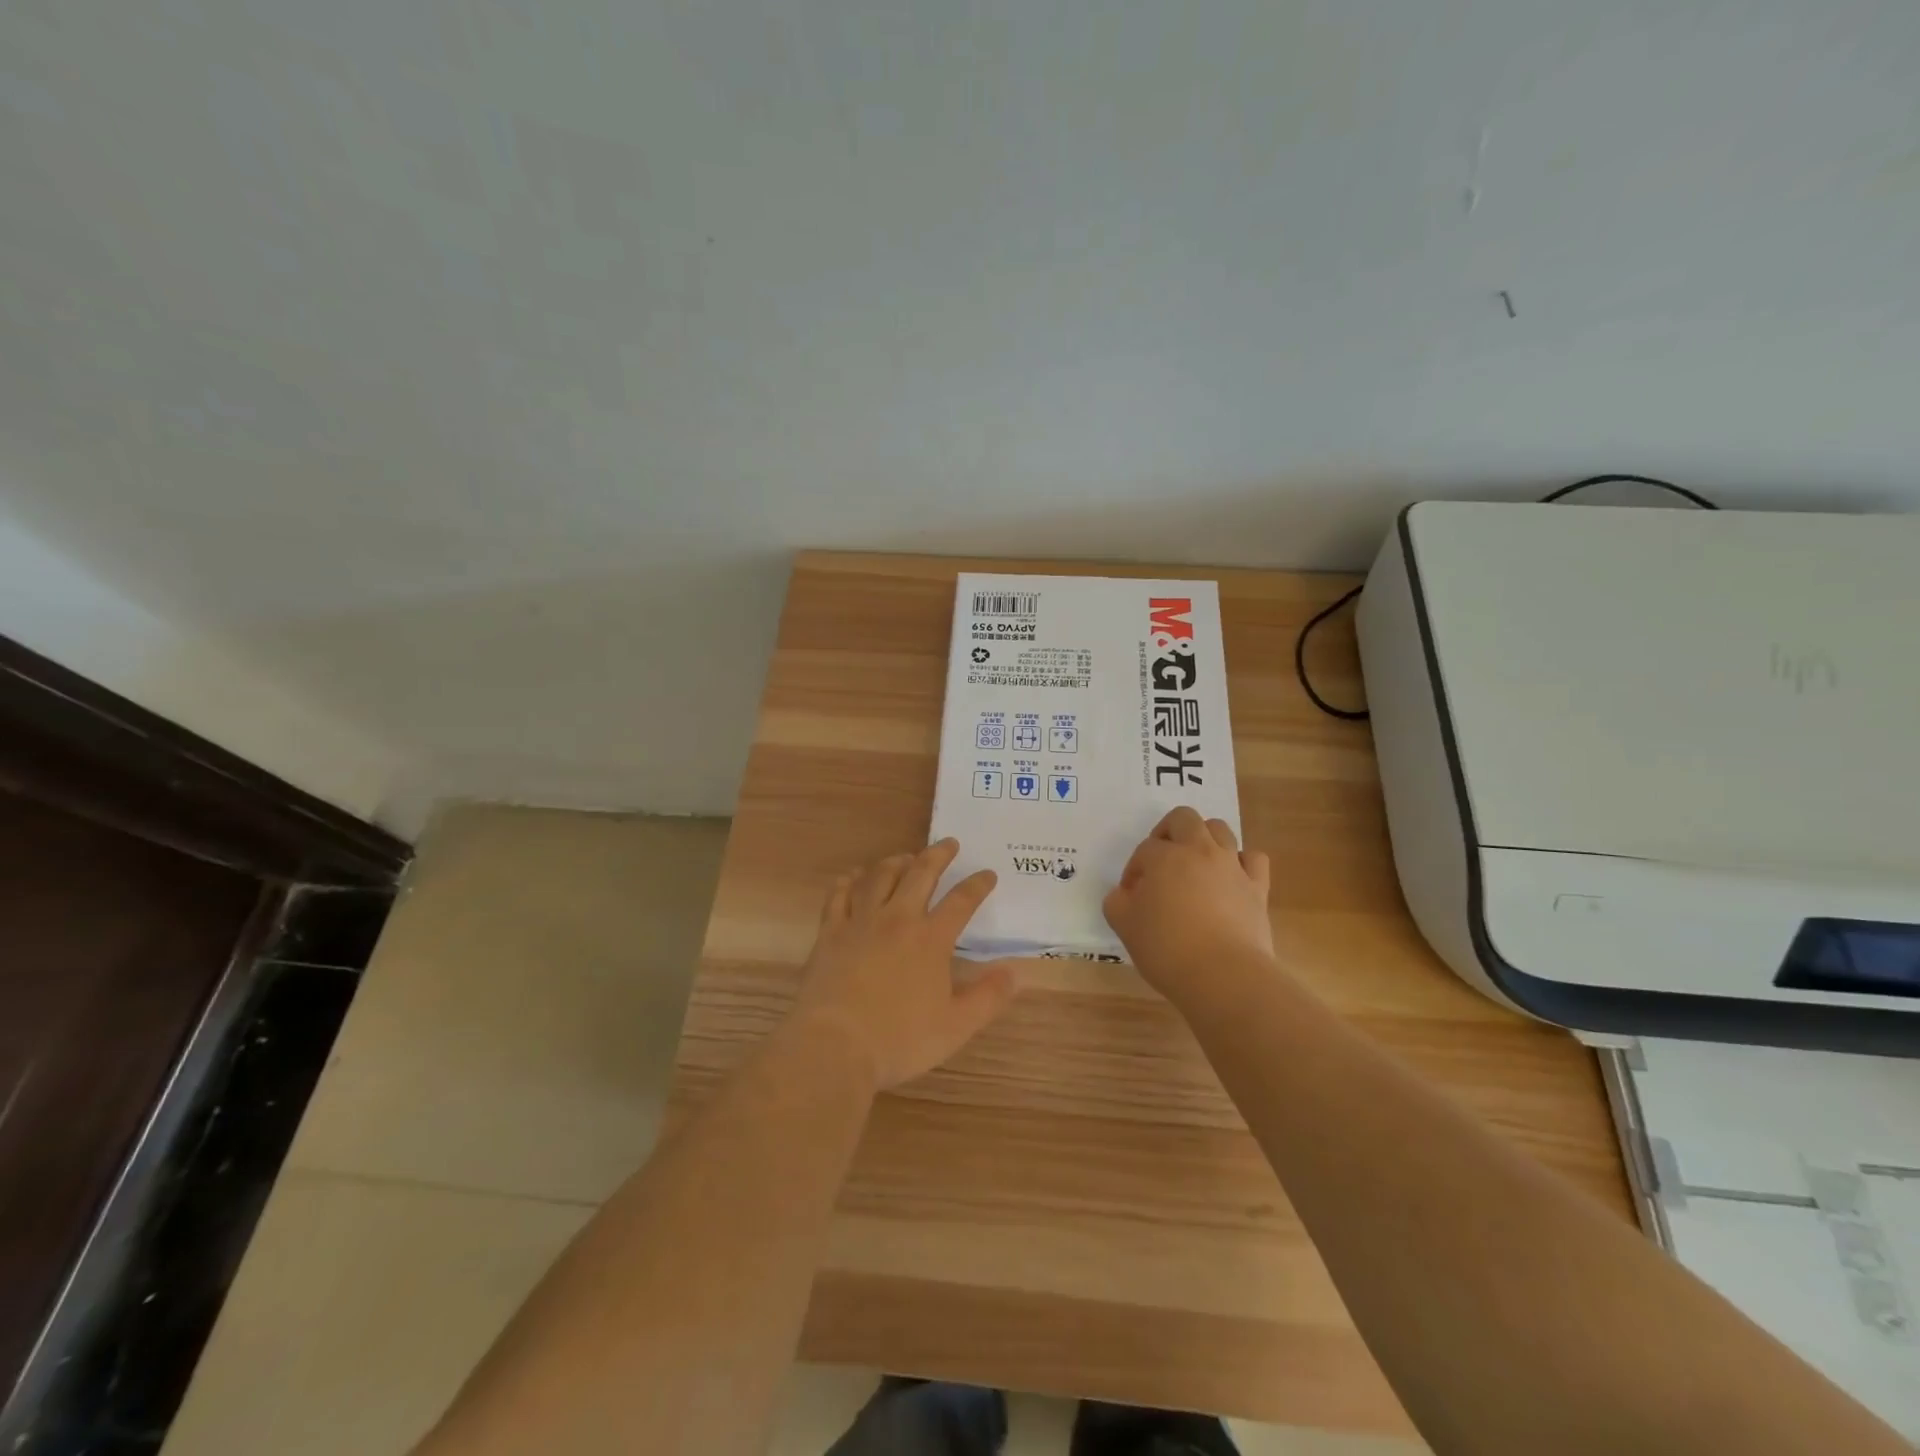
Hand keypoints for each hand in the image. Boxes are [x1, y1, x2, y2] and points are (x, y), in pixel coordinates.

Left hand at [790, 839, 1018, 1089]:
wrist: (834, 1045)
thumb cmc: (899, 1040)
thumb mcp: (955, 1027)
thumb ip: (988, 997)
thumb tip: (1016, 972)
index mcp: (930, 939)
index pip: (961, 901)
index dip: (977, 885)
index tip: (988, 873)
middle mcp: (897, 919)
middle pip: (920, 874)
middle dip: (938, 855)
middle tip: (949, 843)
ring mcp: (860, 922)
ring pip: (880, 877)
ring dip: (896, 861)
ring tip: (905, 857)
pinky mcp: (830, 932)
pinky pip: (840, 894)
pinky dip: (850, 881)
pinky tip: (854, 877)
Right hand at [1103, 807, 1274, 1006]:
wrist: (1224, 976)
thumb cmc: (1167, 949)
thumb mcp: (1124, 926)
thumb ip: (1117, 902)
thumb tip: (1124, 894)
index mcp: (1164, 857)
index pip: (1144, 850)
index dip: (1134, 870)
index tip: (1131, 896)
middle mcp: (1199, 851)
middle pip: (1183, 818)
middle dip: (1167, 832)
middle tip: (1160, 860)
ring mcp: (1232, 866)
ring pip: (1220, 829)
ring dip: (1204, 839)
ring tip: (1194, 865)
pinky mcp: (1257, 887)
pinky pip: (1253, 858)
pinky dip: (1241, 861)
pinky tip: (1231, 878)